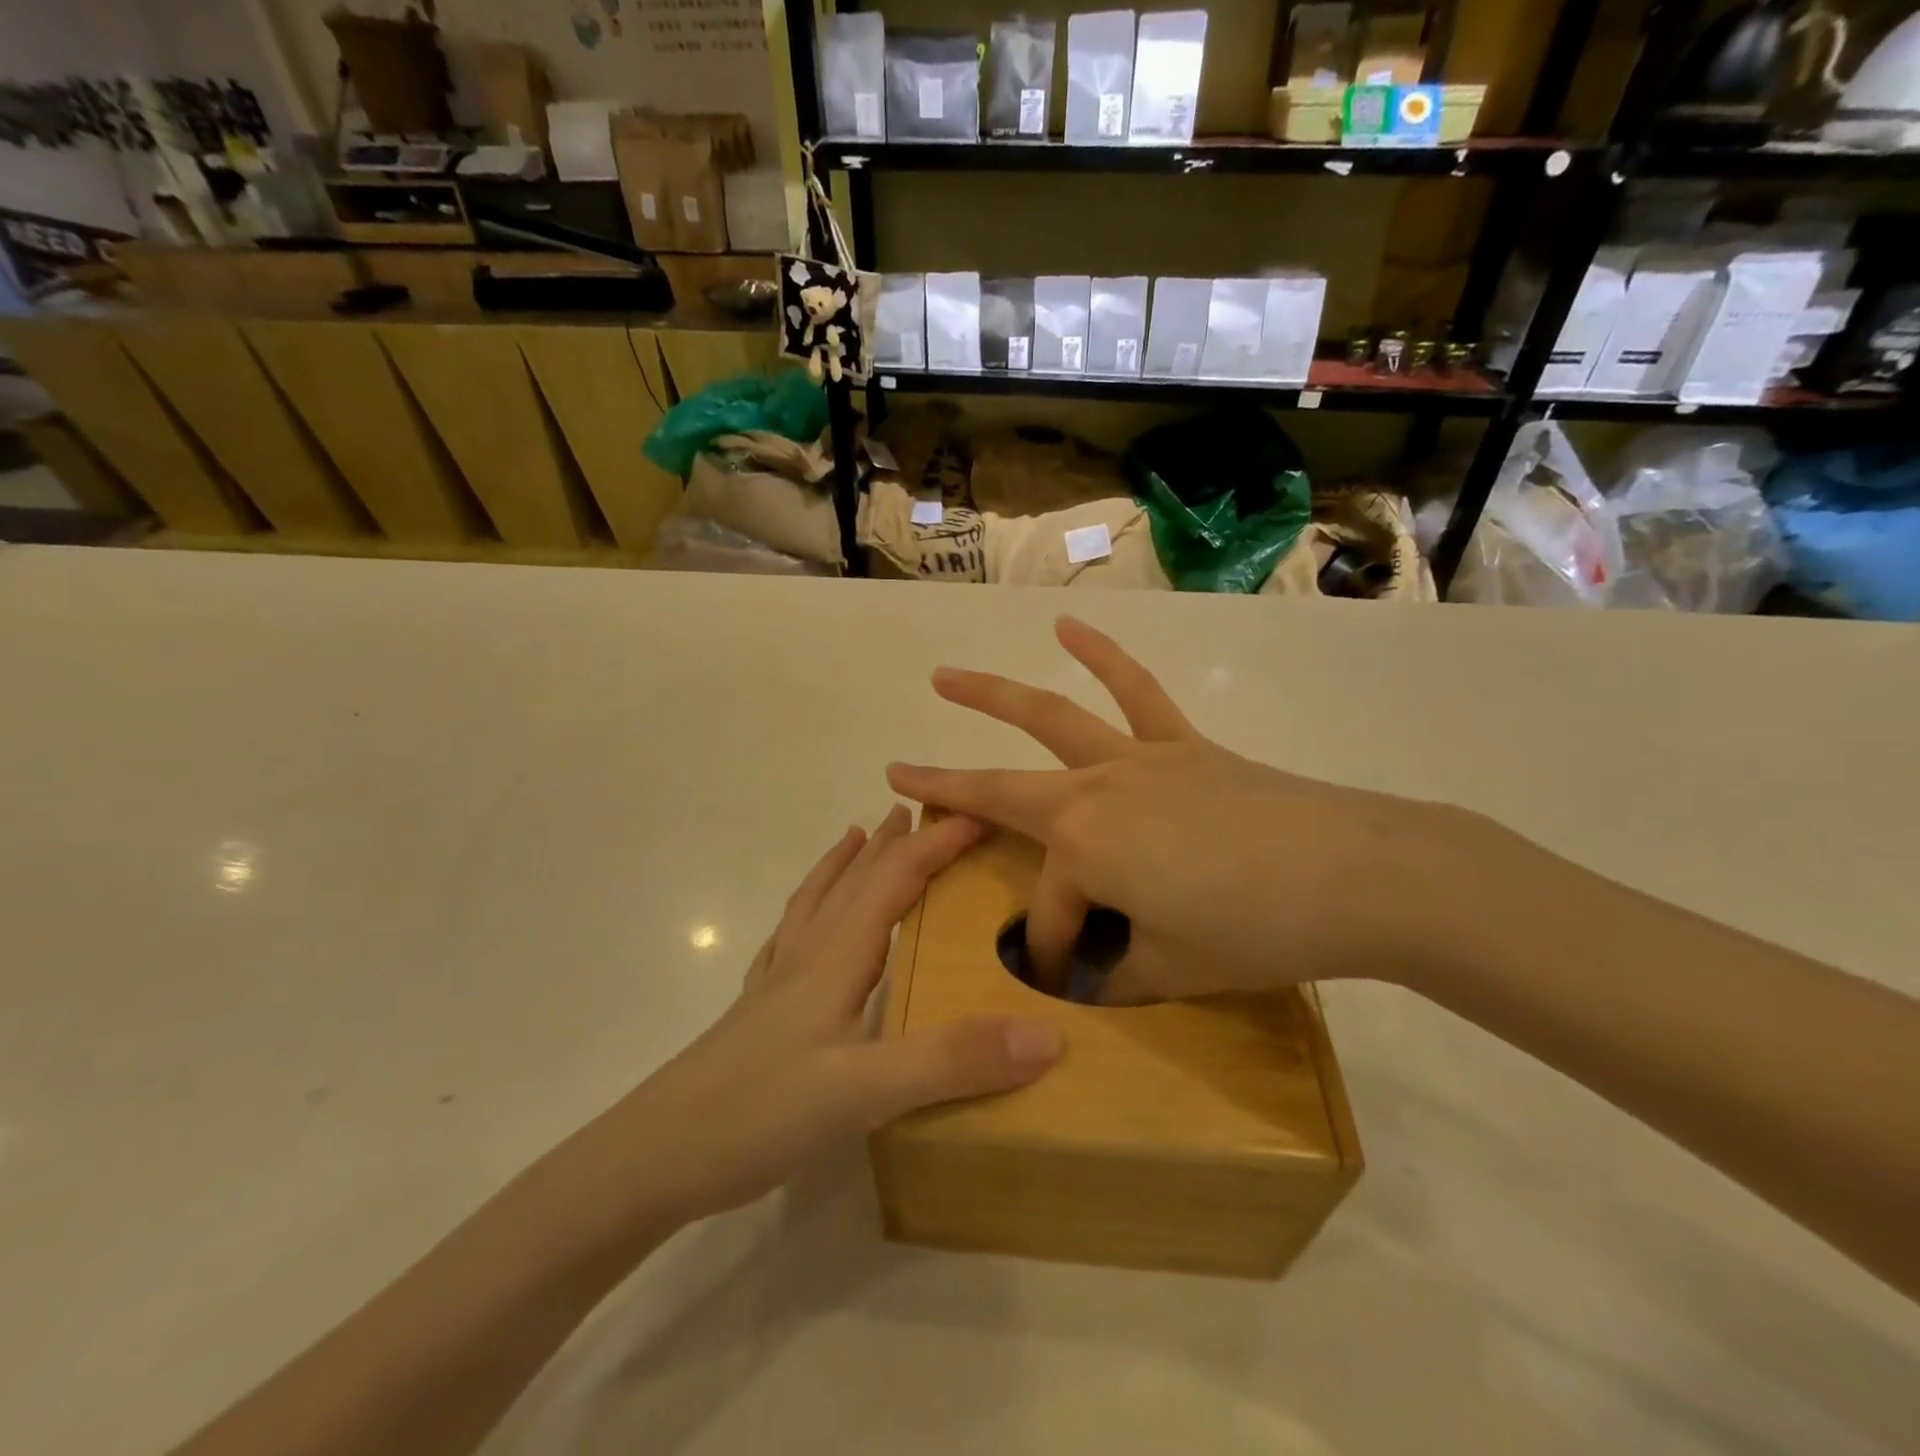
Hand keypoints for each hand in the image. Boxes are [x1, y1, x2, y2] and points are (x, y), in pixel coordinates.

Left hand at [620, 808, 1061, 1223]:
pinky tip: (804, 925)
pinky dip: (808, 911)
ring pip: (817, 904)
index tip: (981, 815)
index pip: (894, 879)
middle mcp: (806, 958)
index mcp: (835, 958)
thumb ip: (951, 1060)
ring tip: (858, 836)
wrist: (649, 1162)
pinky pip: (791, 941)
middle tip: (923, 810)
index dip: (937, 844)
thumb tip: (1046, 1034)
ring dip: (845, 864)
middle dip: (892, 842)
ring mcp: (776, 986)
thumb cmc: (754, 1115)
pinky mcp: (758, 1016)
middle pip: (854, 880)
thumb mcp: (863, 1092)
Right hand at [887, 618, 1474, 1005]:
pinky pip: (1136, 692)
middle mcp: (1094, 792)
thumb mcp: (1172, 969)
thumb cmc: (1255, 930)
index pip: (1049, 911)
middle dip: (944, 785)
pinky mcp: (1181, 744)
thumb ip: (1119, 970)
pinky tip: (1070, 628)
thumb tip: (1097, 971)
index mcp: (1084, 851)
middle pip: (1002, 790)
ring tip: (946, 677)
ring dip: (992, 695)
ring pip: (1050, 718)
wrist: (1356, 876)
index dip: (1051, 951)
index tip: (1065, 979)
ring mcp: (1136, 759)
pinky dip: (1103, 657)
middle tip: (897, 770)